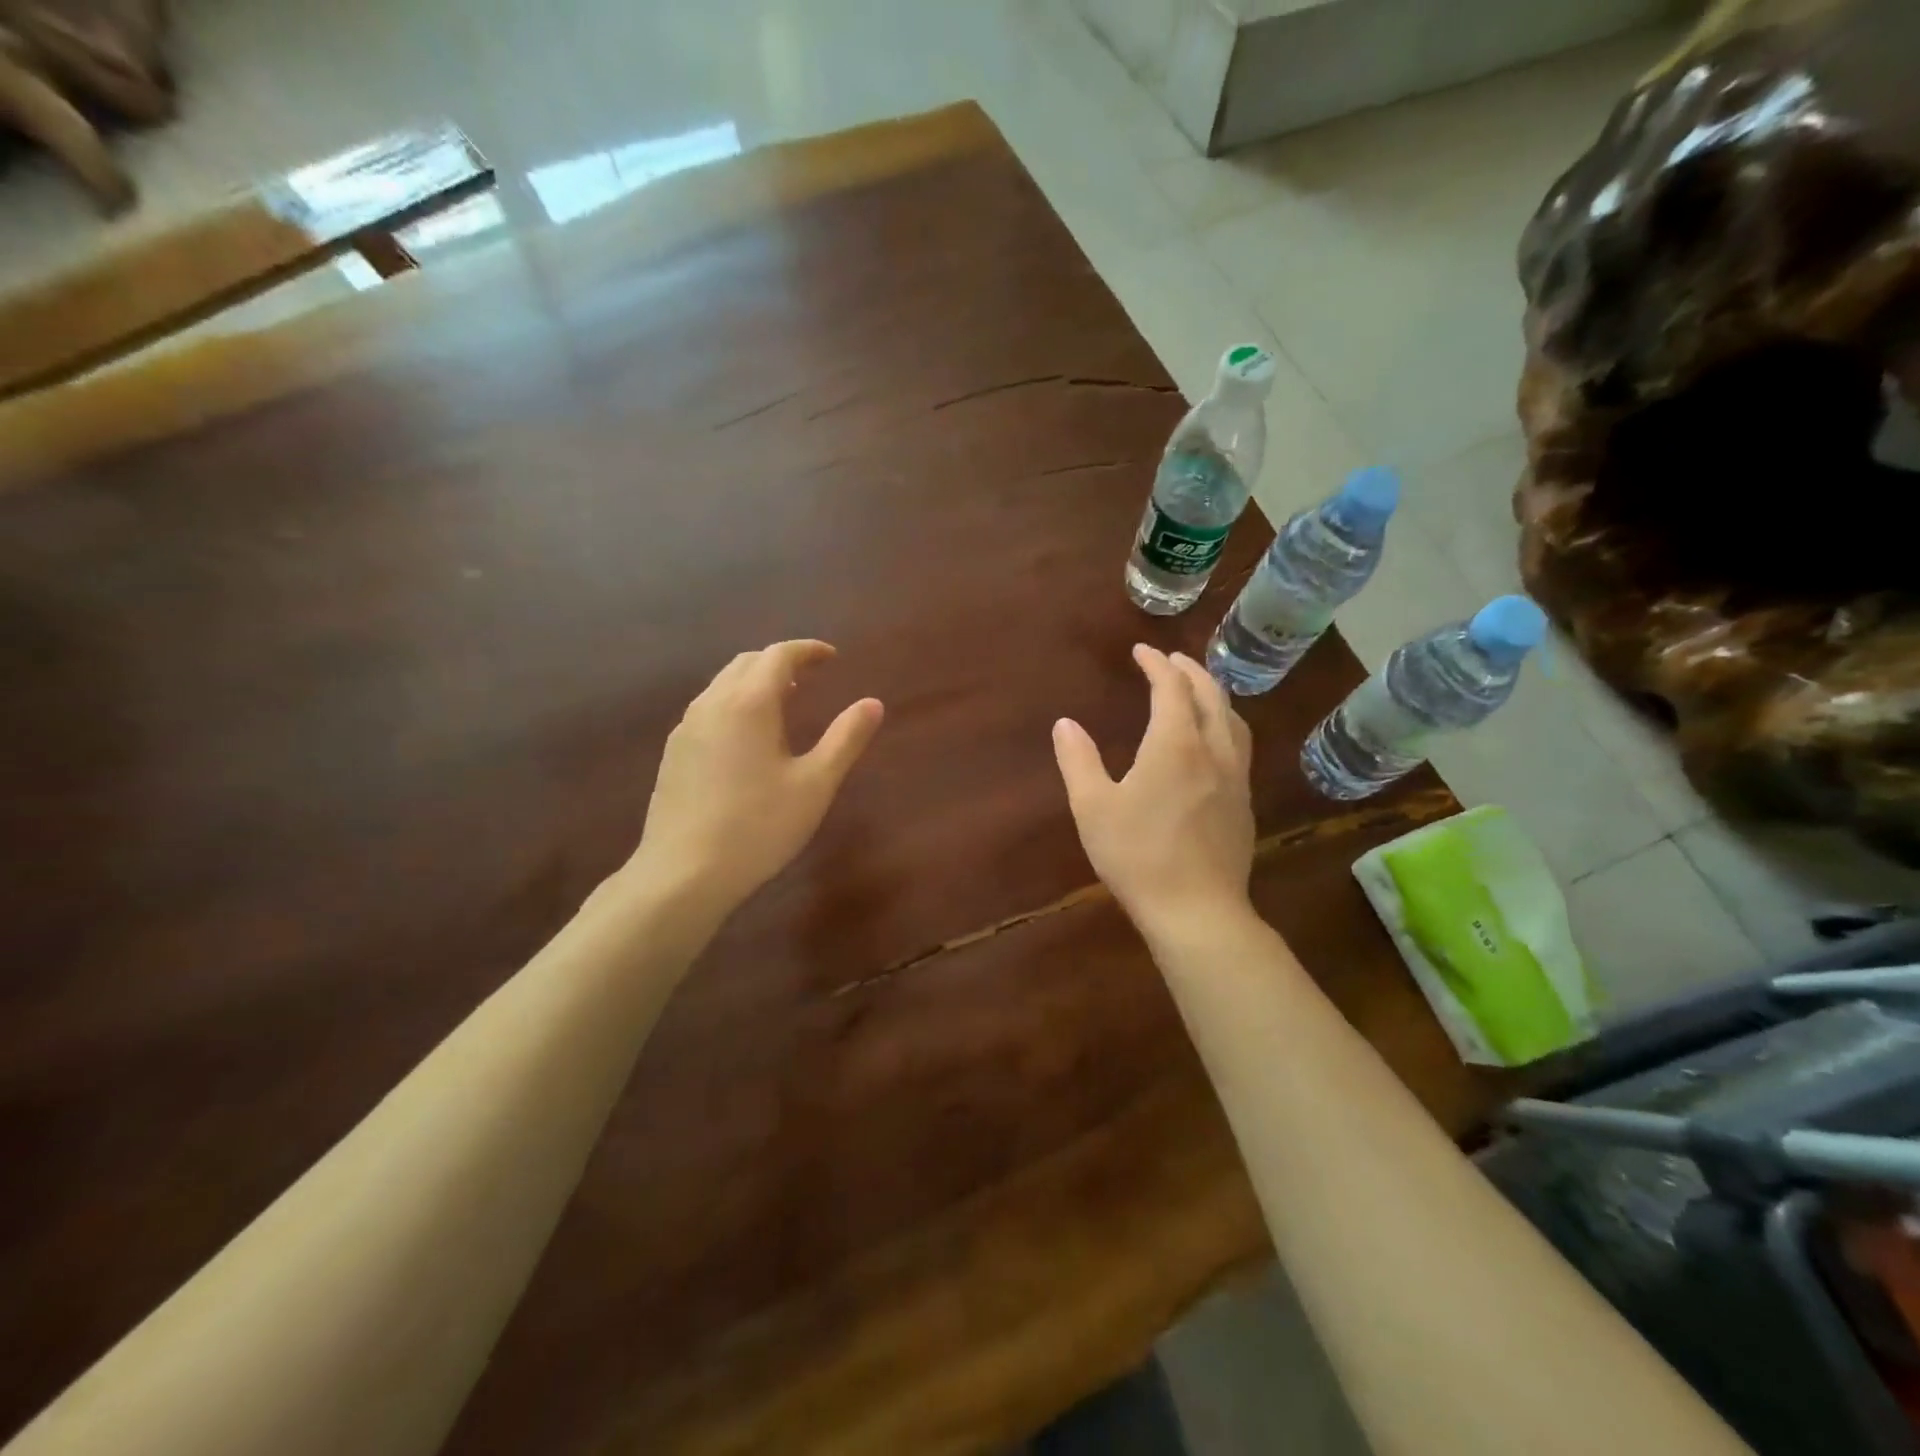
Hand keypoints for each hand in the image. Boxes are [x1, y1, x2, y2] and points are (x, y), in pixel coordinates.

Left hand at [629, 640, 883, 915]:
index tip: (831, 657)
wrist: (683, 874)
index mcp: (749, 704)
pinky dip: (734, 704)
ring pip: (722, 685)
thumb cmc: (758, 827)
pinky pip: (707, 710)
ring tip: (782, 704)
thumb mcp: (815, 785)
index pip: (778, 656)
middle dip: (780, 662)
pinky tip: (746, 739)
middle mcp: (712, 705)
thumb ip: (845, 739)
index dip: (807, 650)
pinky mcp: (673, 754)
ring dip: (754, 682)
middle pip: (746, 663)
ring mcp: (686, 729)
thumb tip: (873, 703)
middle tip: (809, 678)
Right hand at [1052, 645, 1255, 939]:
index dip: (1157, 664)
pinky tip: (1214, 741)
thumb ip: (1078, 760)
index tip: (1141, 650)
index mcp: (1175, 745)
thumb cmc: (1138, 856)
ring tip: (1197, 690)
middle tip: (1171, 660)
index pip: (1171, 688)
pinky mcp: (1244, 803)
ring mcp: (1235, 778)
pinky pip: (1238, 745)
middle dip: (1190, 671)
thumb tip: (1065, 724)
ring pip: (1232, 719)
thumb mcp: (1093, 808)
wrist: (1196, 910)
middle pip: (1210, 695)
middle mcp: (1212, 751)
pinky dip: (1225, 723)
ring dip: (1214, 694)